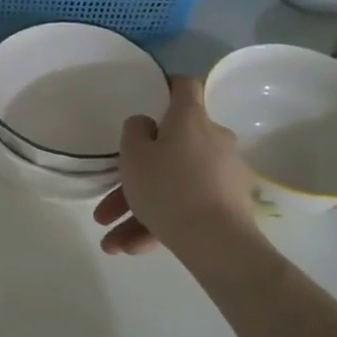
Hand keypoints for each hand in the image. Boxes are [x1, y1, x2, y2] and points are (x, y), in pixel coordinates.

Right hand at [94, 75, 258, 255]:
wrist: (216, 241)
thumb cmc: (168, 187)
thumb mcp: (134, 156)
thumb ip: (134, 132)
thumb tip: (147, 125)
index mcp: (190, 119)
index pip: (184, 86)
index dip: (166, 87)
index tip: (150, 99)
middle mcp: (212, 140)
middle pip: (170, 149)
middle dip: (135, 178)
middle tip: (107, 206)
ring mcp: (223, 174)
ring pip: (173, 186)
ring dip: (139, 212)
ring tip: (112, 243)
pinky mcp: (229, 205)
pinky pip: (186, 208)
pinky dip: (159, 225)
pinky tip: (132, 250)